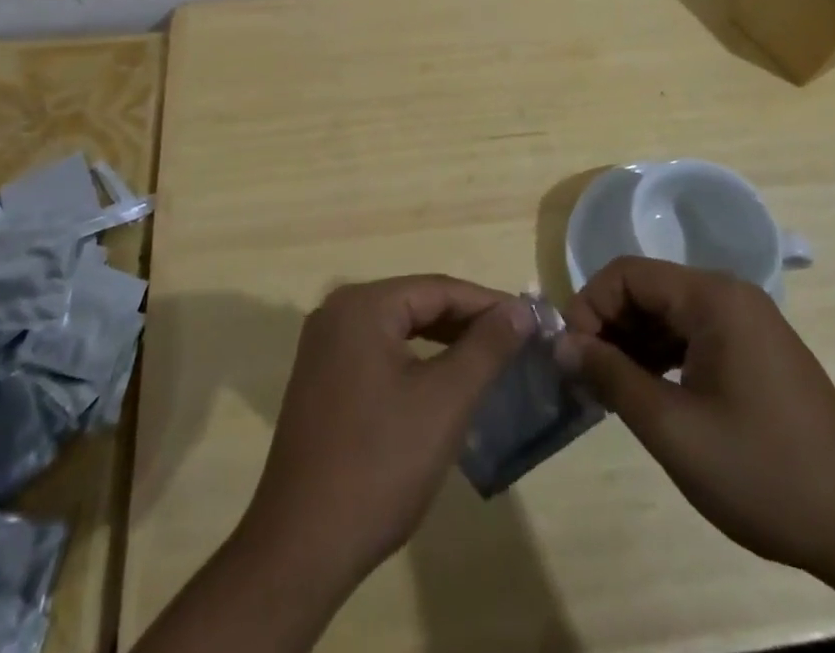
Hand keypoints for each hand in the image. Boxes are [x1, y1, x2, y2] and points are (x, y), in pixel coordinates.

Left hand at [237, 276, 535, 590]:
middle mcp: (337, 311)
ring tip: (490, 360)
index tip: (532, 321)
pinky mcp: (322, 379)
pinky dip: (415, 361)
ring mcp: (324, 346)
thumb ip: (485, 348)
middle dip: (467, 321)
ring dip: (443, 342)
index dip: (489, 303)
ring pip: (398, 329)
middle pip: (416, 304)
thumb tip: (520, 309)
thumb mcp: (444, 402)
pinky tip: (442, 383)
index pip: (438, 289)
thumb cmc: (379, 465)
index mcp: (362, 305)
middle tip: (517, 342)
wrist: (301, 546)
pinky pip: (379, 352)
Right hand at [559, 257, 834, 582]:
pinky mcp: (759, 354)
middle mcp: (731, 296)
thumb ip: (611, 377)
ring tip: (611, 391)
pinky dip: (663, 357)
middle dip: (609, 327)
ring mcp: (749, 324)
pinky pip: (694, 336)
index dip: (589, 306)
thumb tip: (561, 344)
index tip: (571, 356)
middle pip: (648, 290)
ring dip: (633, 344)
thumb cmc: (764, 472)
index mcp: (713, 297)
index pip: (627, 273)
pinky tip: (651, 395)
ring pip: (669, 314)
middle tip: (586, 378)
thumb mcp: (674, 428)